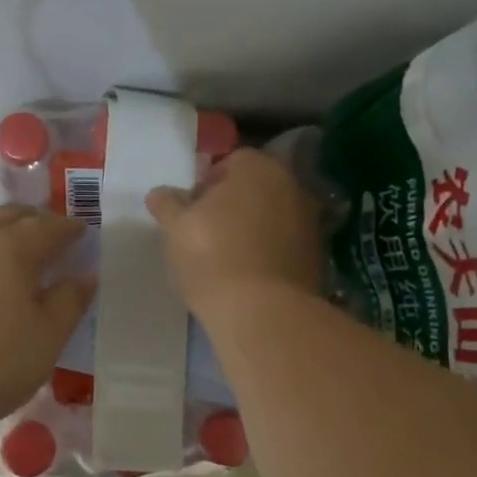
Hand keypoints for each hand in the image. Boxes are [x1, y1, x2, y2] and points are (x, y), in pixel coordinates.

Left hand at [0, 206, 94, 430]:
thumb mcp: (46, 338)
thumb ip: (69, 301)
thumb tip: (84, 275)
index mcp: (12, 248)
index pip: (49, 226)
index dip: (70, 228)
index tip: (82, 233)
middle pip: (9, 216)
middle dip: (35, 220)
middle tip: (52, 236)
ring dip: (4, 236)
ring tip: (17, 261)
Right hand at [146, 149, 324, 316]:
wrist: (263, 313)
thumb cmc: (213, 256)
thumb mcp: (176, 228)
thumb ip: (167, 205)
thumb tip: (159, 194)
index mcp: (259, 167)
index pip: (229, 163)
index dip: (206, 185)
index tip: (190, 212)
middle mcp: (293, 186)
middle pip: (255, 189)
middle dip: (232, 206)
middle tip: (205, 234)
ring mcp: (311, 223)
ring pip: (272, 218)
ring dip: (253, 230)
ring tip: (226, 259)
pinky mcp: (318, 258)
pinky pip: (285, 247)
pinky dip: (269, 254)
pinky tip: (249, 278)